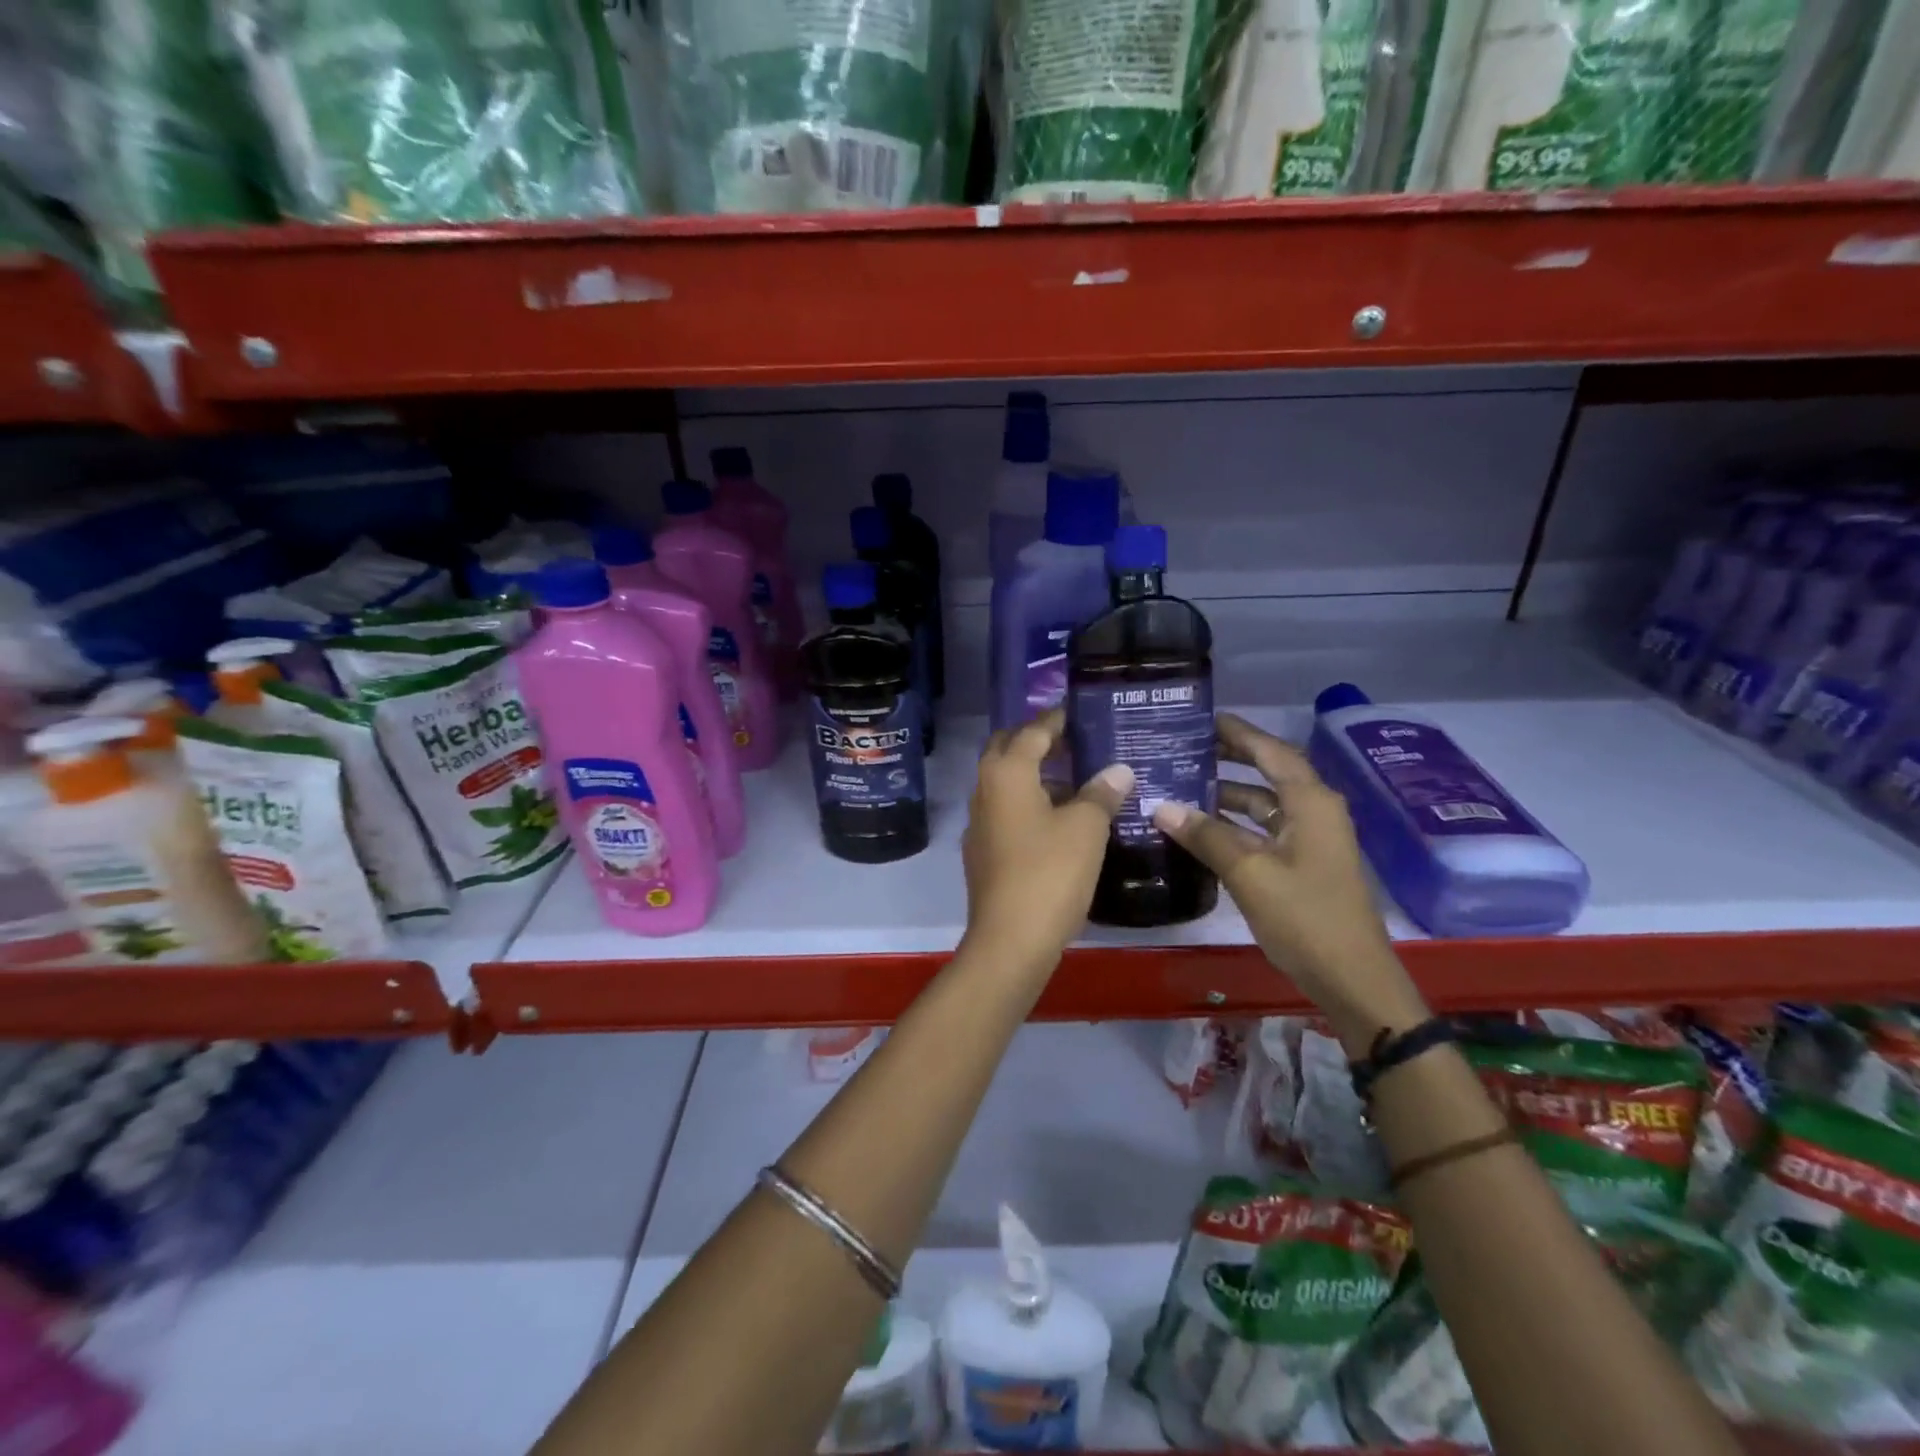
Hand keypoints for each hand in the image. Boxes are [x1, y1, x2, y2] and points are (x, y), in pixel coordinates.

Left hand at [961, 710, 1133, 969]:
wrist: (1010, 940)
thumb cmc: (1050, 873)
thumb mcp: (1086, 828)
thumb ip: (1101, 793)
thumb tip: (1118, 769)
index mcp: (1006, 773)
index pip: (1032, 731)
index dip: (1056, 719)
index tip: (1080, 711)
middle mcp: (985, 789)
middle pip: (1008, 750)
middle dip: (1037, 740)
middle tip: (1074, 740)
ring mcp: (980, 822)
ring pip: (1006, 783)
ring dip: (1036, 774)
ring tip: (1077, 777)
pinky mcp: (984, 851)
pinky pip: (1007, 811)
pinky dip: (1030, 803)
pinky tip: (1061, 818)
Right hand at [1150, 713, 1428, 1051]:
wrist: (1353, 979)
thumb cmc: (1306, 918)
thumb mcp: (1250, 873)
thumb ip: (1205, 836)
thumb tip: (1161, 807)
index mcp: (1311, 802)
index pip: (1271, 751)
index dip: (1238, 732)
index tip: (1201, 718)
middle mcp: (1315, 812)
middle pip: (1268, 772)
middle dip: (1229, 758)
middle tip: (1185, 748)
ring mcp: (1311, 840)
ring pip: (1264, 804)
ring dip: (1227, 795)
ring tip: (1181, 786)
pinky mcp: (1303, 865)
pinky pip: (1264, 831)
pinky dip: (1235, 825)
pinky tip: (1200, 830)